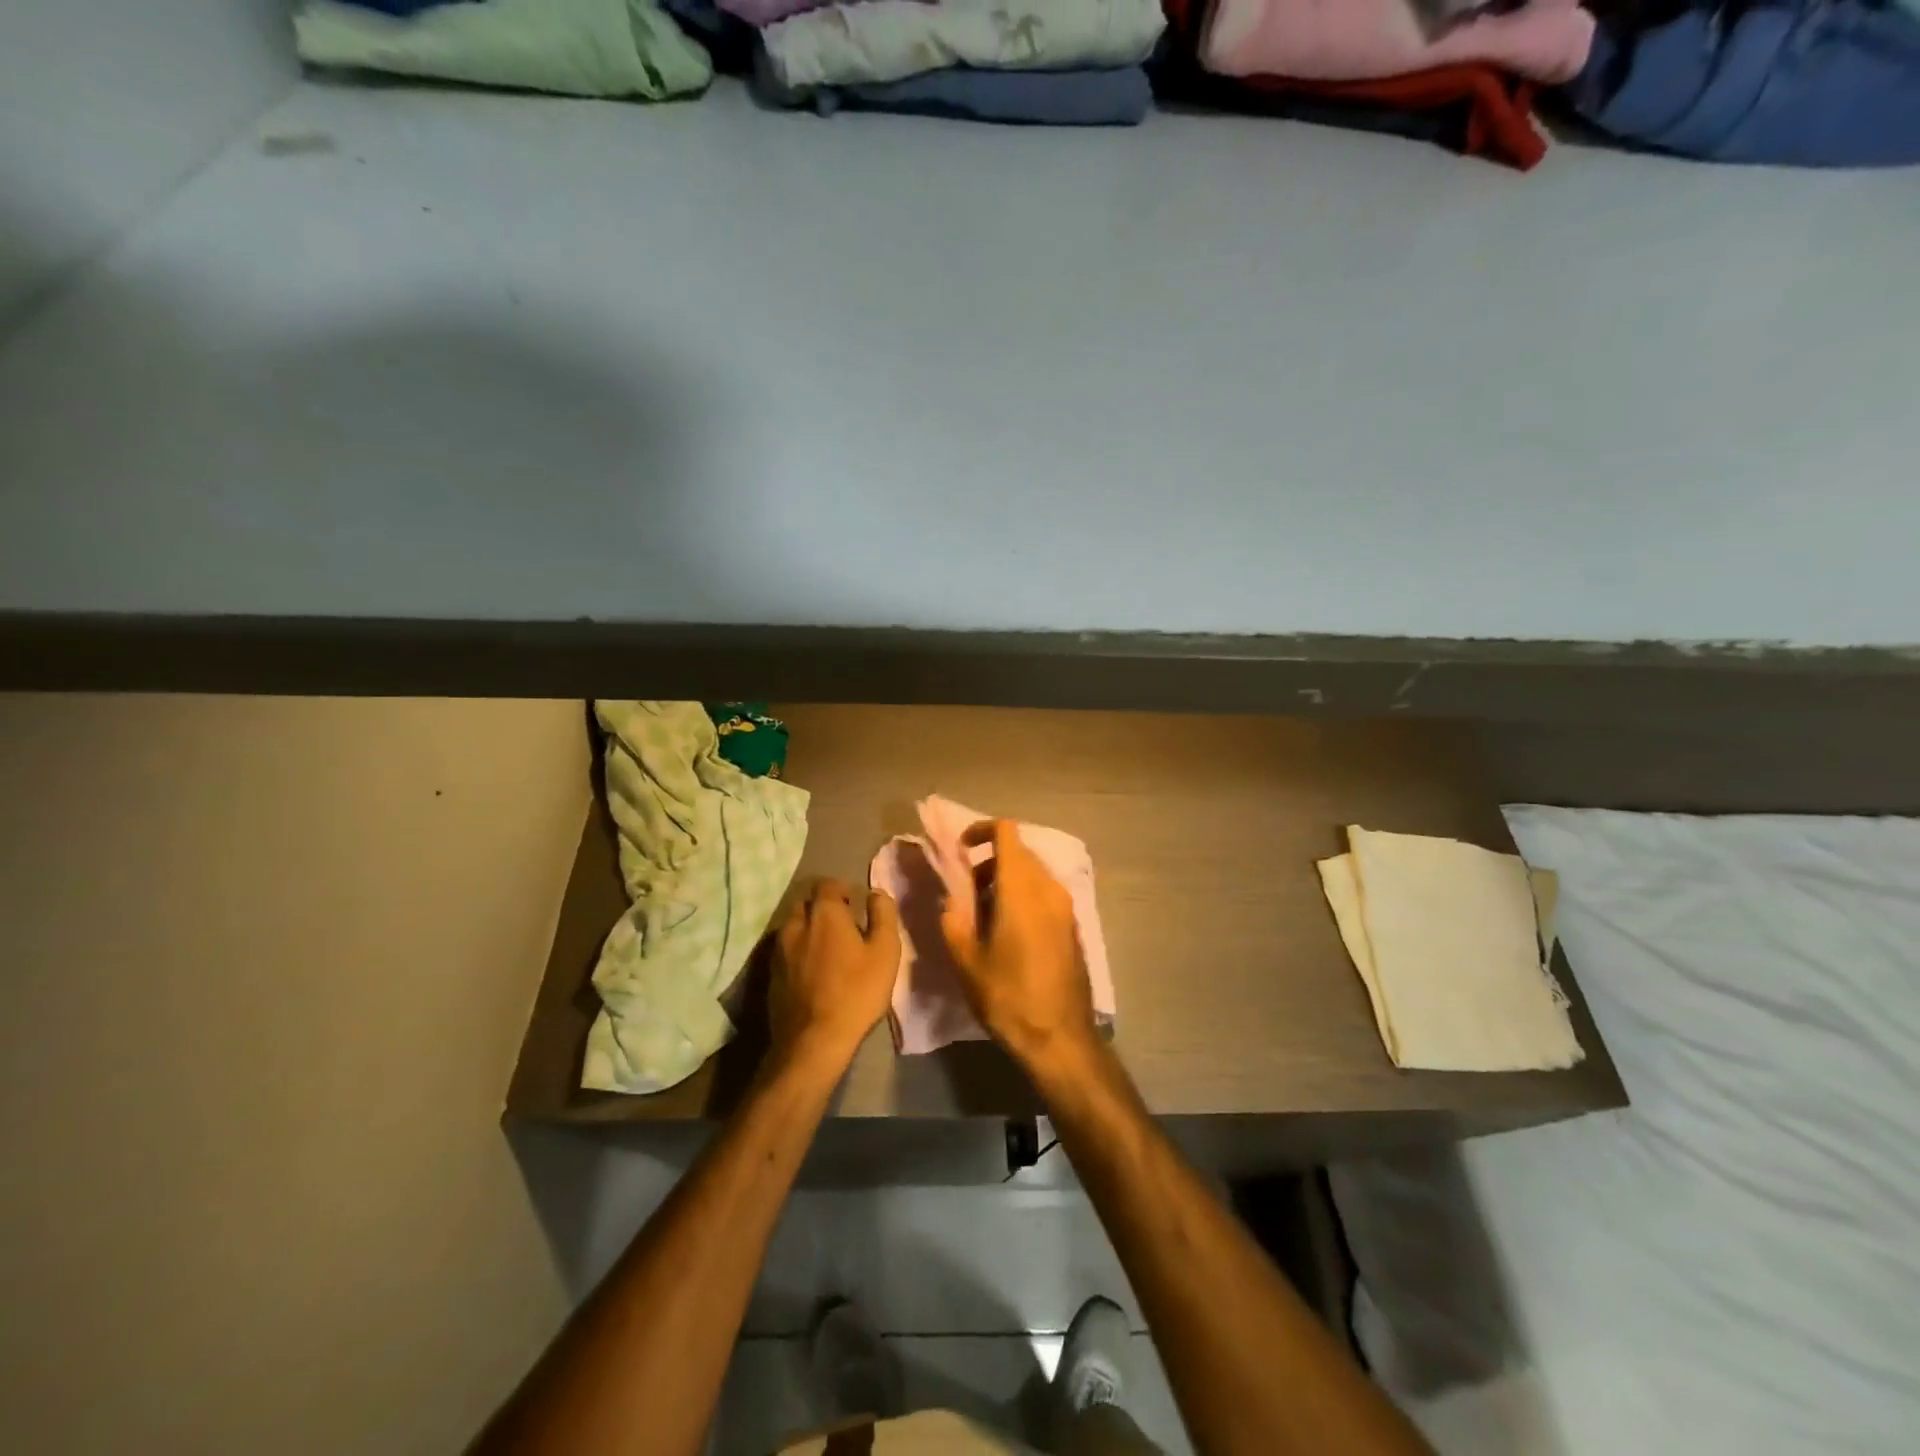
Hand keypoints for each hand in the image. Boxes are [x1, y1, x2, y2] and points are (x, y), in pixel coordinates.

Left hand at [772, 879, 900, 1070]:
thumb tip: (875, 893)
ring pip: (793, 925)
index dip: (843, 890)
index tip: (856, 906)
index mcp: (824, 913)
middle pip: (807, 903)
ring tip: (827, 948)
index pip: (827, 884)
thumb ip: (883, 915)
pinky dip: (798, 950)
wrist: (813, 1041)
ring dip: (809, 928)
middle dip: (823, 907)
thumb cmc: (856, 992)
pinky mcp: (771, 973)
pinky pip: (785, 949)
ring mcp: (779, 949)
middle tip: (843, 926)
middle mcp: (796, 924)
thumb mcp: (885, 951)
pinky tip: (812, 969)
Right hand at [938, 820, 1097, 1068]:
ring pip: (1033, 872)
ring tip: (984, 914)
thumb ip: (954, 920)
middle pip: (1019, 851)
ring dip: (1006, 879)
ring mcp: (1066, 906)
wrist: (1060, 1038)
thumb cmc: (1008, 997)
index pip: (1007, 832)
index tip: (960, 849)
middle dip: (989, 861)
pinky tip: (1008, 930)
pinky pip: (1045, 893)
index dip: (981, 831)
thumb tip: (953, 899)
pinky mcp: (1073, 925)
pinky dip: (1023, 895)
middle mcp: (1049, 888)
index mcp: (1022, 888)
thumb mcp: (966, 961)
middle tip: (967, 892)